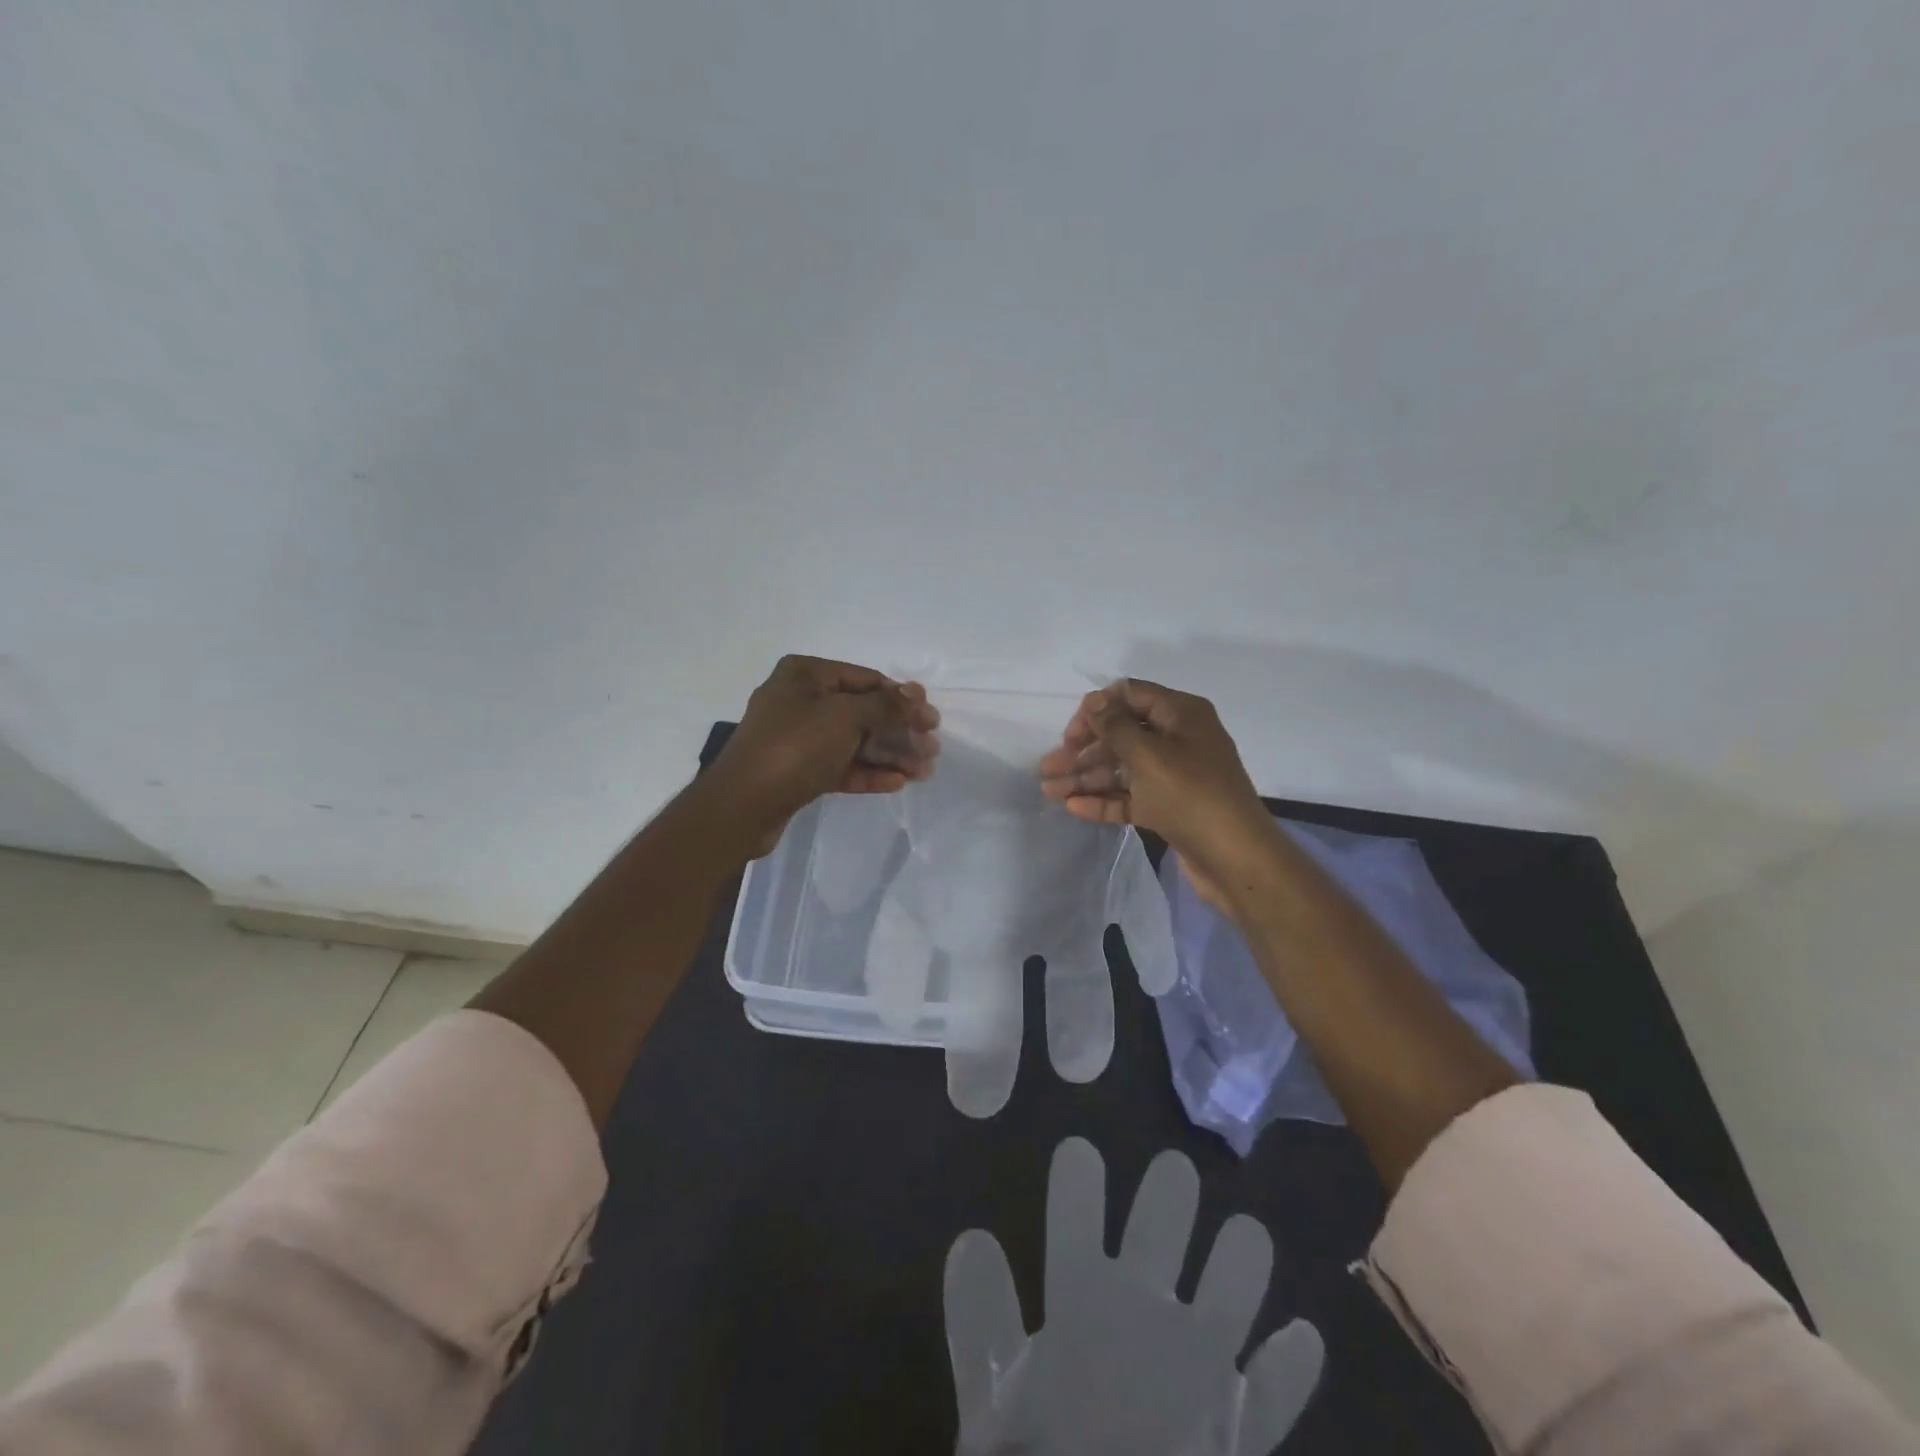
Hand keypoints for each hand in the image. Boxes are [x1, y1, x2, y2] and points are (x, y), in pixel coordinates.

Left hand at [708, 656, 939, 856]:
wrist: (742, 806)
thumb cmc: (795, 748)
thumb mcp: (845, 718)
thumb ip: (885, 705)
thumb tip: (916, 693)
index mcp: (806, 675)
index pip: (866, 679)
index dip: (902, 699)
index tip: (932, 720)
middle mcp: (800, 700)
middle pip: (863, 712)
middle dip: (899, 732)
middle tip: (932, 750)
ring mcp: (798, 737)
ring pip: (854, 741)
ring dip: (889, 755)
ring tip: (923, 772)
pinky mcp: (798, 770)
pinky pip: (840, 765)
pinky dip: (868, 772)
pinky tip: (897, 783)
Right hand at [946, 1138, 1323, 1455]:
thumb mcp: (988, 1406)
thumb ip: (977, 1318)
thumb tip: (972, 1239)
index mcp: (1082, 1299)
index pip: (1076, 1205)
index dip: (1078, 1170)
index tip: (1080, 1152)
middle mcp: (1148, 1311)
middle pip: (1164, 1219)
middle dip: (1170, 1188)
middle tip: (1175, 1172)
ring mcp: (1206, 1366)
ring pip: (1236, 1281)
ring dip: (1242, 1253)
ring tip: (1247, 1234)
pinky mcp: (1246, 1430)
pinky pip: (1278, 1390)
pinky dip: (1291, 1363)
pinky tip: (1305, 1337)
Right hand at [1038, 679, 1275, 913]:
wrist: (1236, 860)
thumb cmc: (1192, 797)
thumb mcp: (1149, 756)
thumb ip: (1116, 727)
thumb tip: (1095, 700)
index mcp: (1181, 715)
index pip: (1130, 696)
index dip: (1097, 710)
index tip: (1070, 735)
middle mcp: (1178, 739)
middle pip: (1121, 735)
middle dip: (1083, 750)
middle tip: (1048, 768)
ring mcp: (1174, 775)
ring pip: (1122, 769)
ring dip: (1086, 777)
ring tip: (1048, 791)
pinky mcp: (1169, 807)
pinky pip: (1131, 796)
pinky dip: (1104, 799)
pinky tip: (1073, 807)